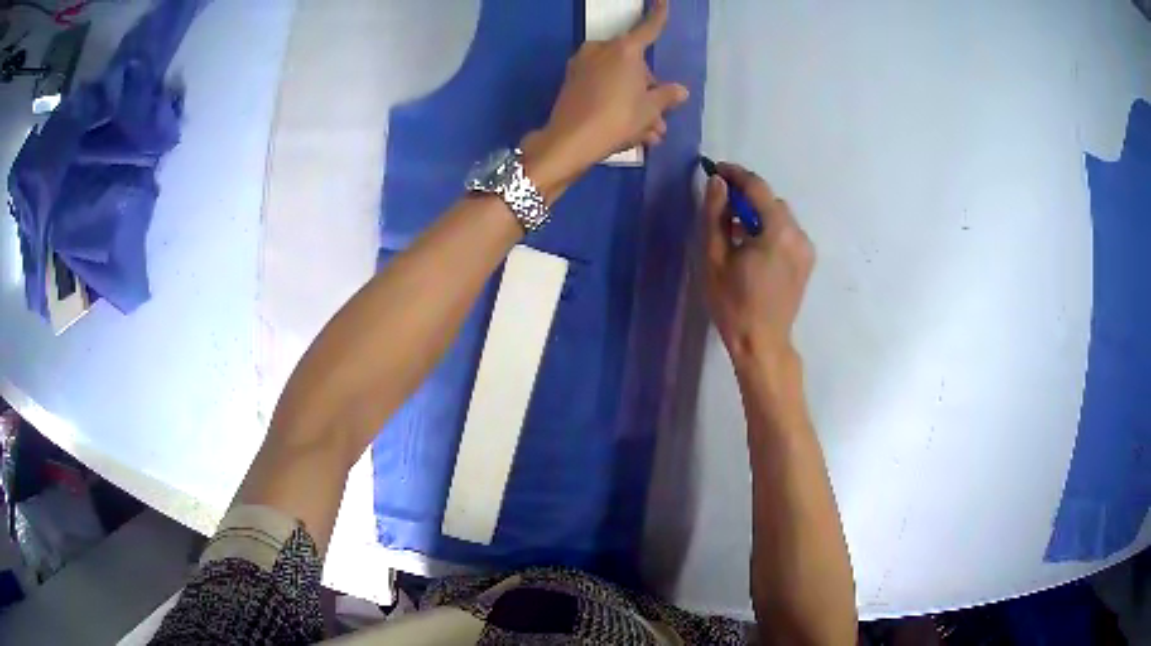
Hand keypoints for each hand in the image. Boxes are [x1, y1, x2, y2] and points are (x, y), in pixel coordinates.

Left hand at [523, 0, 688, 192]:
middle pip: (634, 64)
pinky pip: (603, 86)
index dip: (659, 15)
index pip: (648, 29)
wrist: (569, 142)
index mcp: (625, 50)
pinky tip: (630, 132)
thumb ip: (667, 96)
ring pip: (619, 79)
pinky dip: (617, 103)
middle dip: (649, 90)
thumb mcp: (649, 110)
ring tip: (650, 134)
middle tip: (659, 119)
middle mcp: (601, 50)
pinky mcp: (571, 81)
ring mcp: (583, 65)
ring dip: (636, 103)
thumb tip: (680, 90)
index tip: (663, 0)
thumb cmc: (616, 120)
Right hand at [701, 162, 814, 364]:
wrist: (762, 343)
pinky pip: (786, 232)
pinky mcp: (806, 261)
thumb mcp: (714, 258)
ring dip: (757, 213)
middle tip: (719, 204)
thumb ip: (715, 215)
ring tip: (733, 229)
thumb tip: (717, 183)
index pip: (757, 187)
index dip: (735, 174)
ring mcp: (806, 249)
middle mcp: (798, 234)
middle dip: (745, 196)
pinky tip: (751, 245)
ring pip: (779, 216)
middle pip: (770, 201)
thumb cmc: (733, 304)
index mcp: (777, 231)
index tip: (714, 169)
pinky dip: (768, 229)